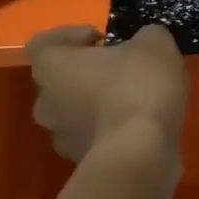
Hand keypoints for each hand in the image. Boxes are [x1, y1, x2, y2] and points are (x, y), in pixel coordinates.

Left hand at [25, 24, 186, 163]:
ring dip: (98, 104)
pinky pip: (94, 138)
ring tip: (135, 101)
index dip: (69, 37)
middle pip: (60, 80)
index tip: (100, 39)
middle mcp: (45, 102)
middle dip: (88, 73)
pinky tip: (141, 127)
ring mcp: (61, 137)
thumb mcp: (154, 44)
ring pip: (76, 112)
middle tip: (121, 69)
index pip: (43, 44)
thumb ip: (146, 36)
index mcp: (51, 67)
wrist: (141, 156)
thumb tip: (145, 43)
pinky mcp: (82, 163)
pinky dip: (111, 130)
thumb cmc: (138, 88)